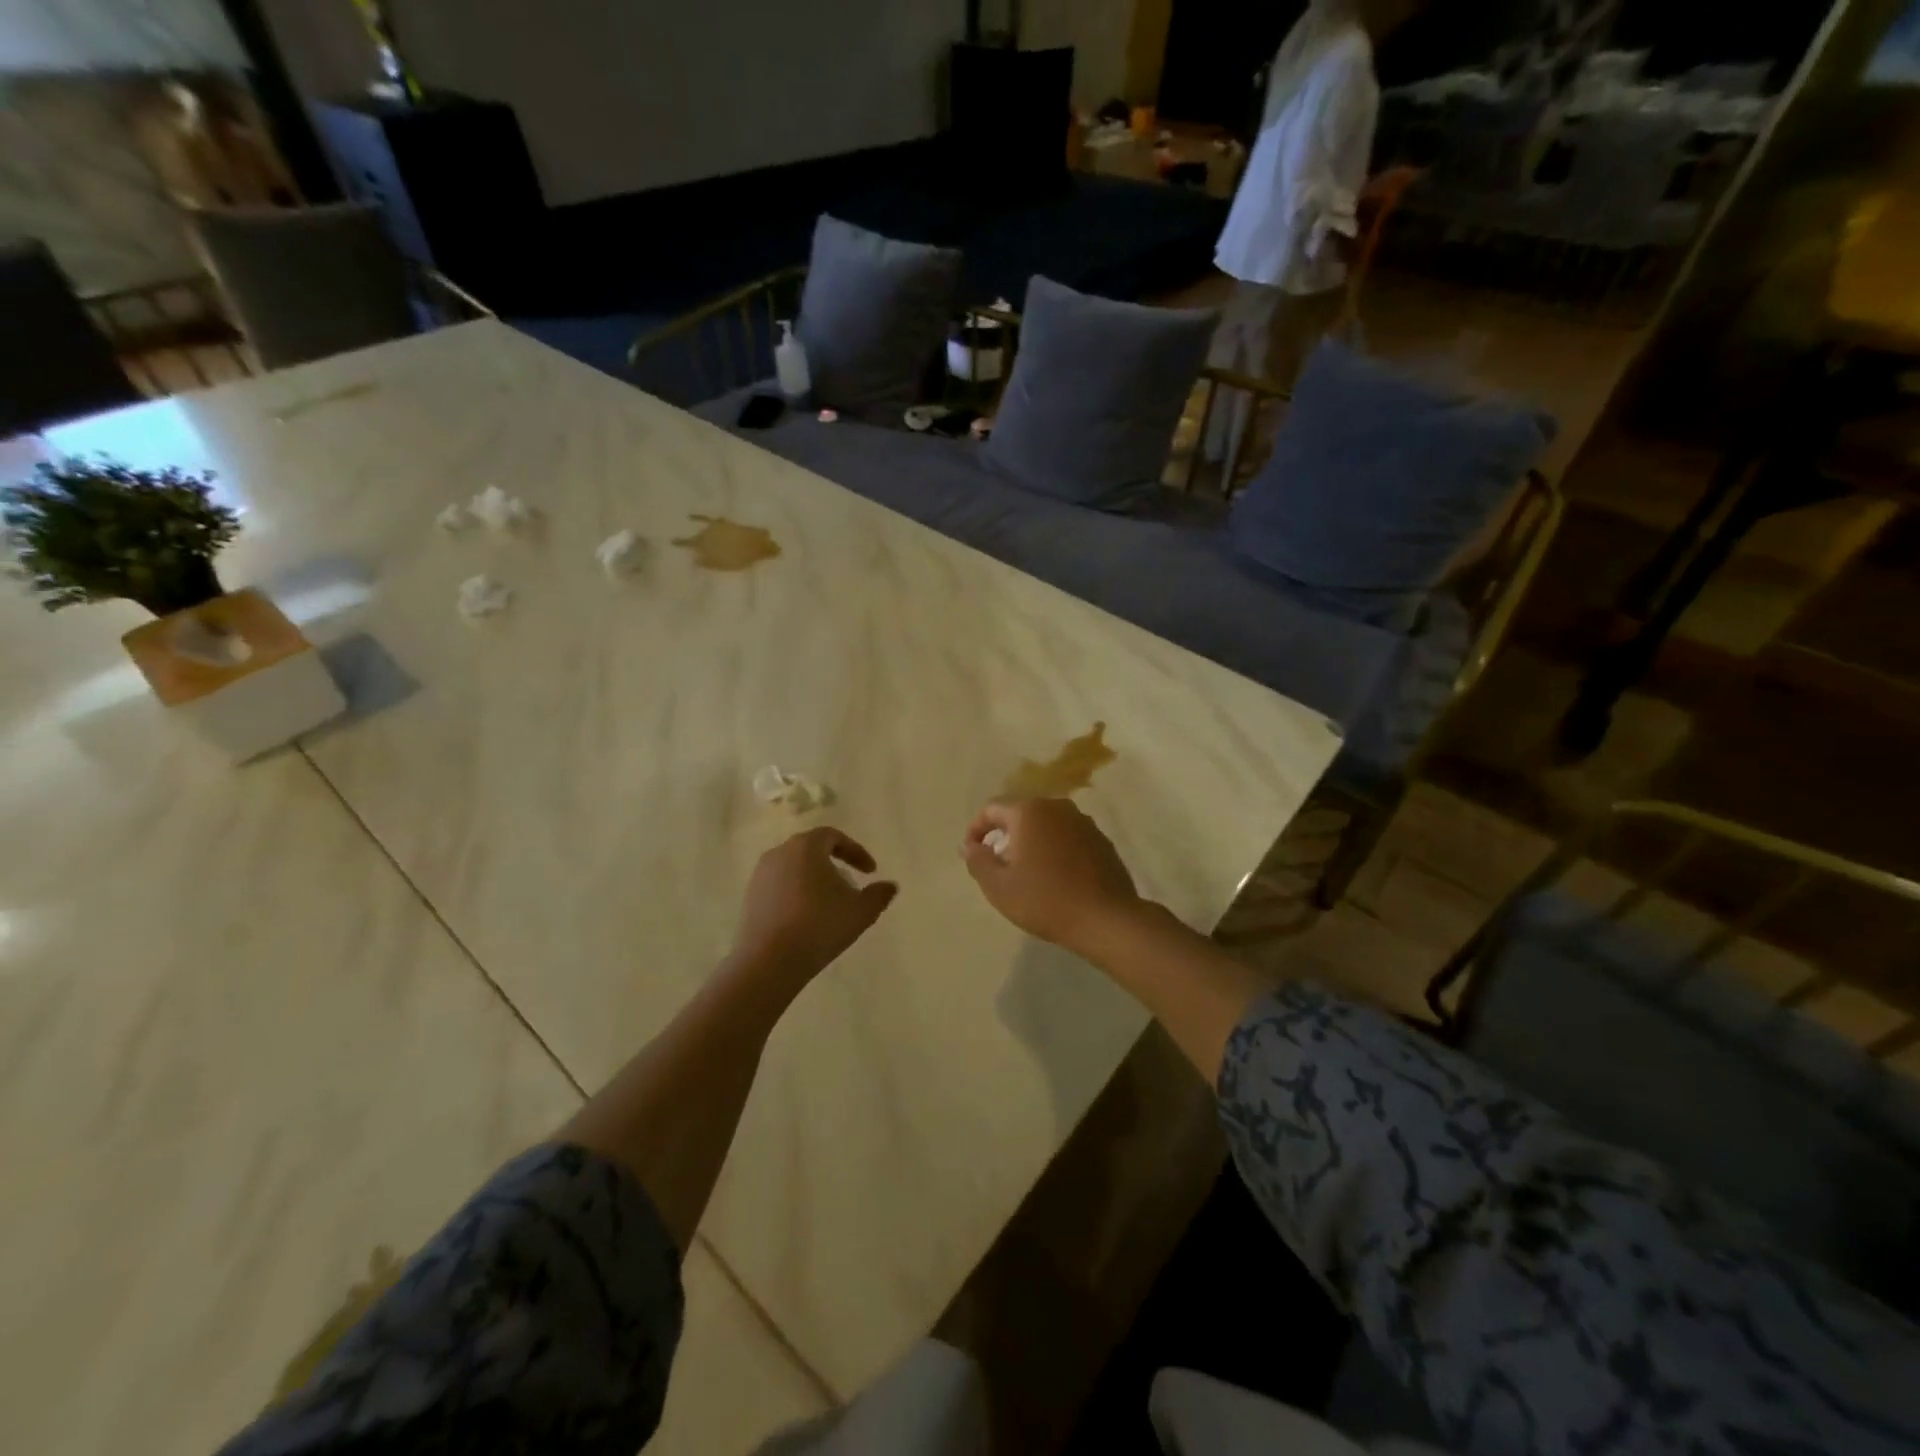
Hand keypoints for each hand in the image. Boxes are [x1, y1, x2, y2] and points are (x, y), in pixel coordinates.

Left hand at [731, 827, 897, 987]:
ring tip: (829, 903)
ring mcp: (760, 875)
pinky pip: (779, 886)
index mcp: (806, 847)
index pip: (833, 836)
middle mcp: (779, 853)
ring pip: (794, 868)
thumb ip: (879, 895)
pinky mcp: (750, 897)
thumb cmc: (820, 926)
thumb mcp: (861, 911)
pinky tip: (807, 917)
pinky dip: (796, 894)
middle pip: (811, 849)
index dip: (855, 851)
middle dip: (834, 863)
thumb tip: (890, 886)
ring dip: (814, 879)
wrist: (769, 961)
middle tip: (850, 883)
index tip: (871, 871)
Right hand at [960, 798, 1142, 955]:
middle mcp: (1057, 807)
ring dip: (1031, 842)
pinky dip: (1055, 849)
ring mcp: (1083, 822)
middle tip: (998, 865)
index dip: (976, 828)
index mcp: (1029, 812)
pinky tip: (1055, 876)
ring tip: (1026, 872)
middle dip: (1005, 835)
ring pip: (1046, 825)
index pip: (992, 808)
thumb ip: (978, 861)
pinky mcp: (1101, 840)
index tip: (971, 853)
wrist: (1105, 919)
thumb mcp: (999, 887)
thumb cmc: (1045, 900)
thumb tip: (970, 847)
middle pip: (1021, 813)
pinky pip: (1068, 837)